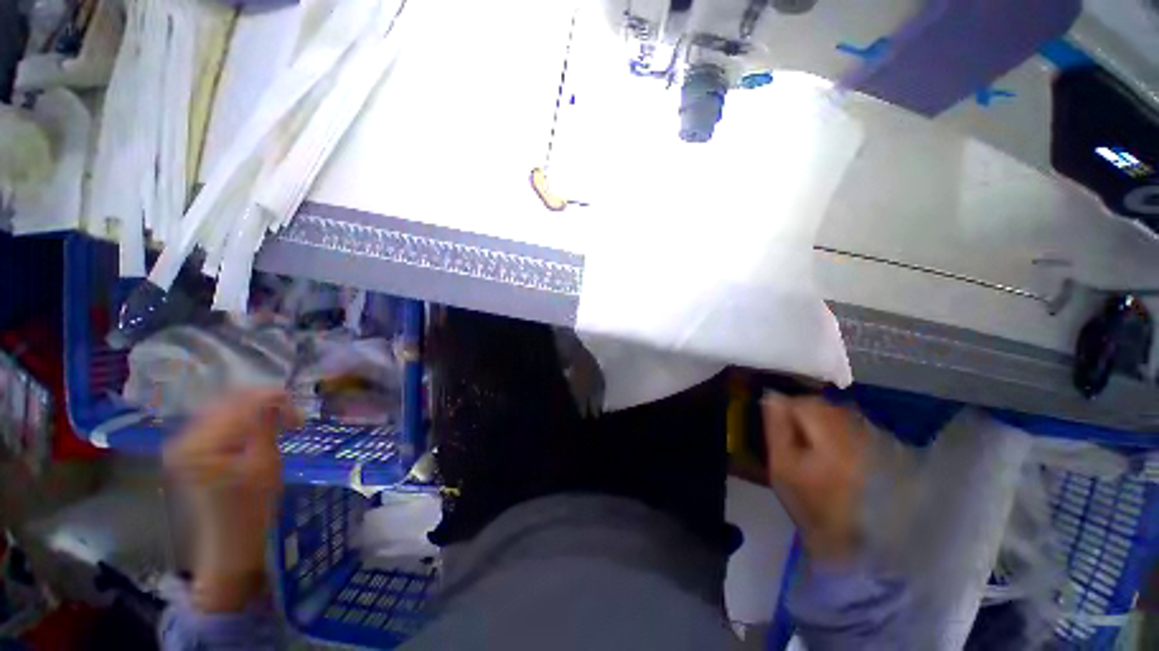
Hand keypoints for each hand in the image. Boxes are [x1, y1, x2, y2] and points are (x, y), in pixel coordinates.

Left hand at [164, 389, 300, 611]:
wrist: (230, 539)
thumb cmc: (251, 506)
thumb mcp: (265, 463)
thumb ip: (266, 425)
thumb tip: (277, 394)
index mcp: (200, 444)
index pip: (238, 405)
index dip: (272, 400)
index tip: (298, 410)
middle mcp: (184, 438)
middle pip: (227, 403)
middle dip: (263, 403)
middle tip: (292, 414)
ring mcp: (184, 442)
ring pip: (224, 409)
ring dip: (255, 410)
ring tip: (279, 420)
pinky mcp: (191, 447)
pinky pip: (219, 421)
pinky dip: (243, 419)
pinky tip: (260, 428)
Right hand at [761, 395, 867, 562]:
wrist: (860, 543)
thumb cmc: (813, 505)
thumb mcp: (783, 467)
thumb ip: (777, 428)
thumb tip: (771, 396)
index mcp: (830, 431)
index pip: (801, 402)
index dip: (784, 410)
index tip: (776, 427)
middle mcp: (857, 427)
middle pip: (823, 405)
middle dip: (804, 414)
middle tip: (794, 438)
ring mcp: (877, 437)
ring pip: (840, 414)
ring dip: (823, 422)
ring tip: (814, 447)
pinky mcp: (888, 449)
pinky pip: (857, 427)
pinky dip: (842, 433)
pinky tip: (838, 455)